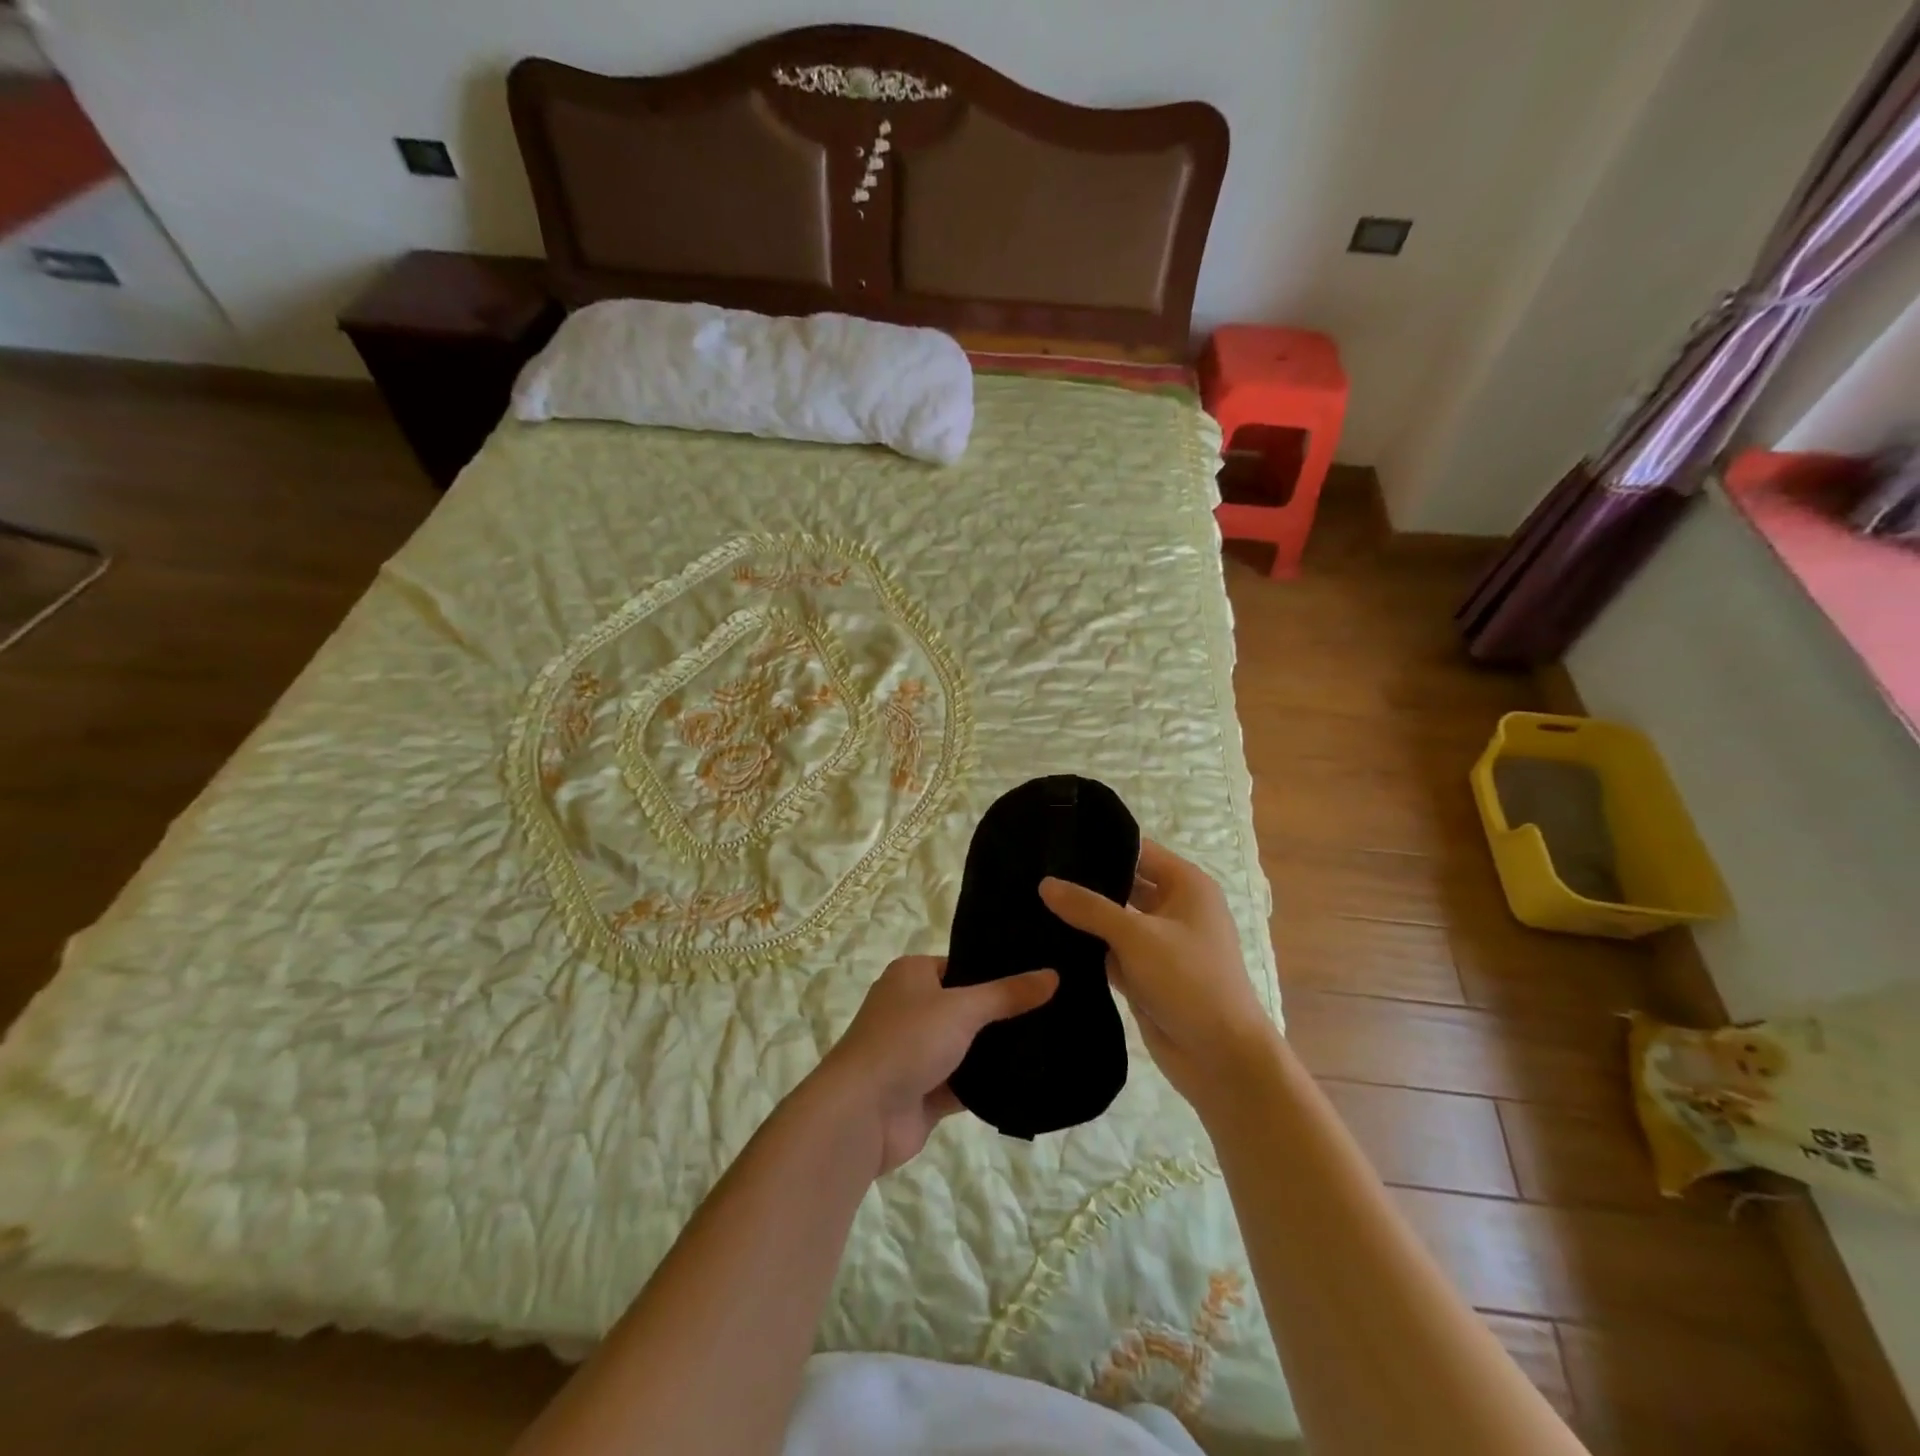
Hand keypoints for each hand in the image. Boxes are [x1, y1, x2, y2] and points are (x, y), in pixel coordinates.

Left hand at [813, 955, 1057, 1175]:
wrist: (862, 1113)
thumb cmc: (907, 1041)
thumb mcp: (962, 1008)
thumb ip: (1007, 994)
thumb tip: (1053, 975)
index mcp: (912, 975)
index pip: (961, 965)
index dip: (996, 970)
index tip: (1039, 975)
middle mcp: (911, 1008)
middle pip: (966, 1007)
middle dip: (1002, 1014)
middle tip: (1055, 1011)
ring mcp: (916, 1052)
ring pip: (967, 1047)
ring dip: (996, 1052)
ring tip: (1051, 1043)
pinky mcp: (924, 1092)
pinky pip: (964, 1084)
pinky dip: (987, 1085)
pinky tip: (1028, 1081)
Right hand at [1040, 839, 1275, 1110]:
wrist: (1220, 1059)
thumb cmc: (1190, 981)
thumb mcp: (1137, 936)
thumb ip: (1089, 907)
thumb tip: (1045, 884)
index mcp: (1186, 885)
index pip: (1137, 851)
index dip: (1100, 845)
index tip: (1053, 841)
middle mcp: (1173, 908)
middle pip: (1123, 884)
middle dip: (1085, 881)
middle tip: (1034, 871)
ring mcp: (1158, 943)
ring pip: (1112, 920)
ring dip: (1082, 917)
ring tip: (1029, 900)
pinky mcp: (1144, 974)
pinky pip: (1109, 951)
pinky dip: (1086, 948)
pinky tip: (1044, 938)